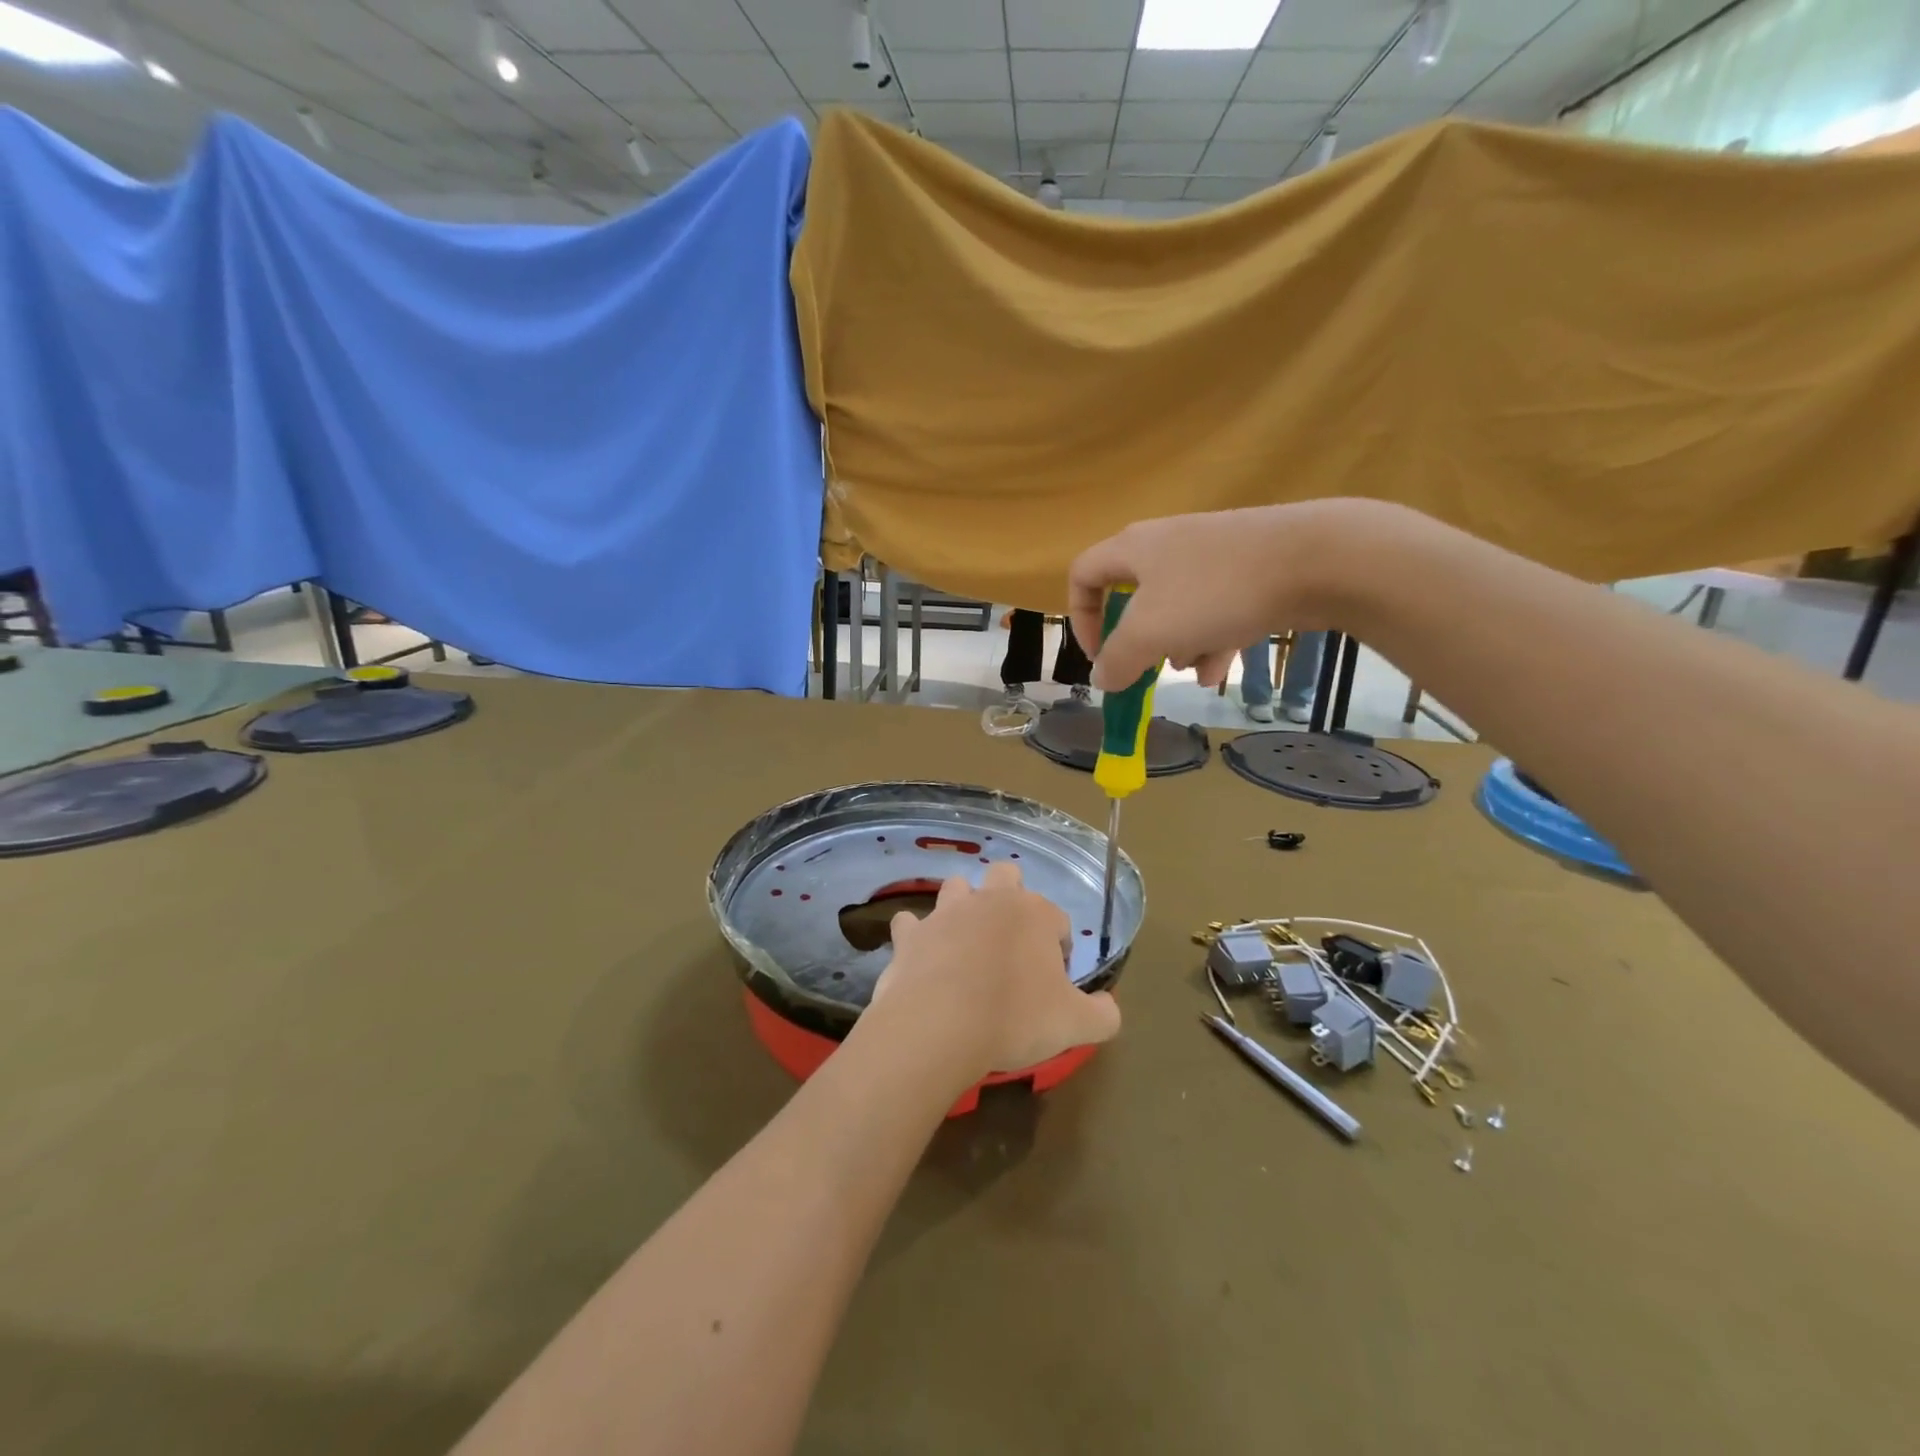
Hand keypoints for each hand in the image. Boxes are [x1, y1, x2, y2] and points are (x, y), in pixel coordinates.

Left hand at [871, 864, 1121, 1079]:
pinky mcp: (910, 934)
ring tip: (966, 944)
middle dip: (1011, 897)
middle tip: (1011, 943)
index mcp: (1033, 914)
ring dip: (962, 907)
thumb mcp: (1076, 1025)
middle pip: (1006, 876)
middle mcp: (990, 901)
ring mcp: (945, 913)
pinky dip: (916, 936)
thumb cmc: (1015, 1018)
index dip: (1059, 948)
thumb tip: (1108, 1006)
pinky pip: (910, 924)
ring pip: (956, 887)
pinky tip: (921, 957)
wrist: (939, 1026)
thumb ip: (1103, 1014)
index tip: (1052, 983)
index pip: (1057, 919)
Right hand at [1067, 500, 1386, 691]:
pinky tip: (1222, 667)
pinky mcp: (1249, 568)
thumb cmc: (1214, 592)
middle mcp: (1168, 544)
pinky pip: (1216, 608)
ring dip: (1178, 644)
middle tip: (1146, 667)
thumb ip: (1117, 660)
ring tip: (1194, 668)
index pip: (1083, 574)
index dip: (1080, 617)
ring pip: (1178, 607)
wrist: (1315, 558)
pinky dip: (1212, 638)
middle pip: (1135, 598)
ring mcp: (1212, 554)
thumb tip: (1101, 678)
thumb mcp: (1150, 633)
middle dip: (1139, 640)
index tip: (1099, 655)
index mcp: (1134, 548)